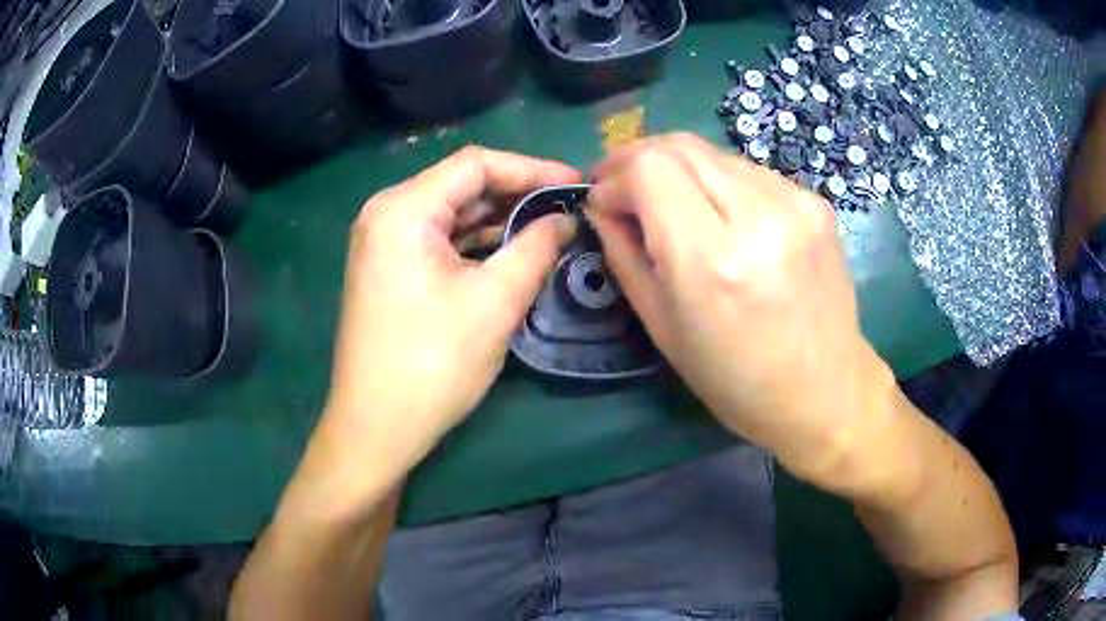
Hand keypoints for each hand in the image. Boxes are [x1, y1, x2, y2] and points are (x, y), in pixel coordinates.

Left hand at [325, 146, 578, 475]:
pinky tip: (511, 252)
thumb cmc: (432, 364)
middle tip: (569, 209)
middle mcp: (386, 214)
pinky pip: (439, 241)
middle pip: (461, 185)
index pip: (476, 165)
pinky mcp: (389, 269)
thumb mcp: (495, 301)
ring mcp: (384, 242)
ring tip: (550, 229)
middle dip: (518, 194)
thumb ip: (536, 247)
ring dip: (499, 220)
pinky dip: (476, 243)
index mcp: (403, 209)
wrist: (375, 427)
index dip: (532, 169)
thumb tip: (566, 220)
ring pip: (452, 214)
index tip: (576, 184)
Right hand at [587, 133, 892, 481]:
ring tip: (674, 207)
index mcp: (713, 263)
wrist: (825, 391)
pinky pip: (748, 172)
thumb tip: (602, 205)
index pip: (649, 170)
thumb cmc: (736, 380)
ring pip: (714, 153)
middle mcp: (760, 218)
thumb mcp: (661, 327)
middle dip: (638, 160)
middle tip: (623, 189)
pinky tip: (722, 218)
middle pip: (680, 146)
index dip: (615, 176)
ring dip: (680, 171)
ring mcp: (796, 204)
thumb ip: (624, 254)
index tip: (604, 201)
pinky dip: (719, 184)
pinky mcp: (816, 203)